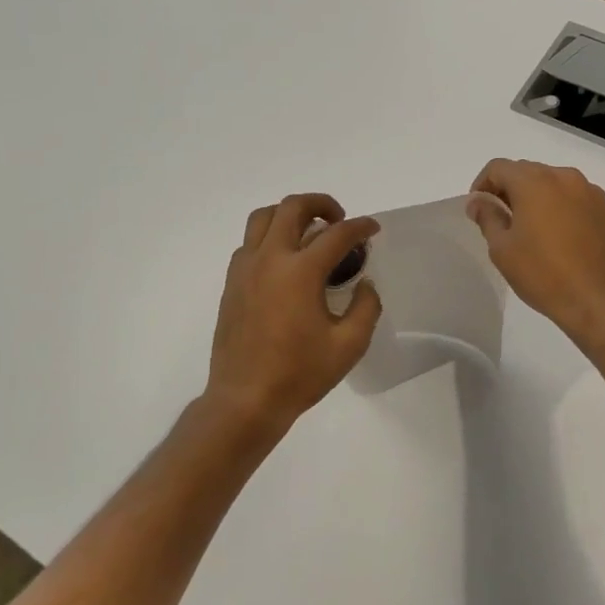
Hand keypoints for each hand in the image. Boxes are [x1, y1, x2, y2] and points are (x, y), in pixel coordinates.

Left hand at [205, 193, 382, 435]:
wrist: (245, 399)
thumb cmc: (299, 374)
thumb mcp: (349, 345)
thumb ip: (366, 307)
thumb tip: (365, 283)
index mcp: (300, 272)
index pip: (337, 234)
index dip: (361, 227)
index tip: (373, 229)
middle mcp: (270, 259)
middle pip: (292, 207)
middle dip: (321, 204)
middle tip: (339, 220)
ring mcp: (245, 269)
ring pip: (263, 217)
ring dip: (289, 214)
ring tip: (308, 232)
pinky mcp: (231, 283)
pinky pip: (249, 242)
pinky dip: (269, 237)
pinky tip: (285, 262)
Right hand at [468, 160, 604, 347]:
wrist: (598, 300)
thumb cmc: (543, 273)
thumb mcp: (502, 249)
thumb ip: (487, 217)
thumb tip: (478, 201)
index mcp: (534, 182)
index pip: (498, 167)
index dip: (482, 184)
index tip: (479, 209)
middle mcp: (564, 177)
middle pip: (527, 171)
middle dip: (510, 189)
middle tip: (502, 220)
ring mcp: (590, 192)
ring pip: (553, 183)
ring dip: (537, 197)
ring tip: (532, 228)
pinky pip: (575, 198)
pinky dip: (561, 207)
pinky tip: (560, 236)